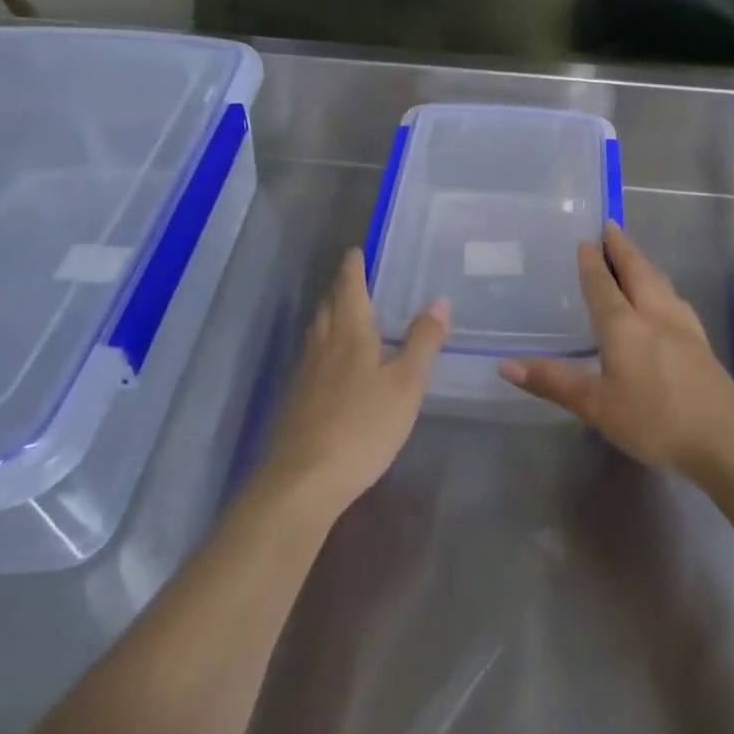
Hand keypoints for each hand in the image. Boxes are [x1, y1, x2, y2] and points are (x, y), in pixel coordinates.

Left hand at [260, 248, 448, 517]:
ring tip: (342, 316)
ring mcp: (303, 377)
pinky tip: (330, 369)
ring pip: (316, 334)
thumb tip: (439, 300)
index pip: (350, 289)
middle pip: (327, 308)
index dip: (353, 268)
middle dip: (339, 291)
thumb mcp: (406, 383)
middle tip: (351, 281)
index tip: (355, 251)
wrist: (302, 482)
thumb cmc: (362, 426)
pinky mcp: (294, 405)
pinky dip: (322, 350)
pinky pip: (310, 362)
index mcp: (350, 334)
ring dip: (328, 318)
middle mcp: (322, 347)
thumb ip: (423, 341)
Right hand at [499, 224, 733, 477]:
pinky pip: (674, 298)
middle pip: (637, 271)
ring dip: (643, 263)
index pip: (603, 285)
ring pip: (660, 282)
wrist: (724, 437)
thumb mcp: (596, 406)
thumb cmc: (653, 419)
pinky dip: (661, 286)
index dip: (592, 262)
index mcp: (624, 325)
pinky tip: (665, 299)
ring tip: (634, 256)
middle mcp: (654, 314)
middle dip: (622, 248)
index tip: (586, 239)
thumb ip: (554, 382)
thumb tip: (505, 364)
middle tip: (611, 226)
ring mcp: (683, 326)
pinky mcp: (700, 342)